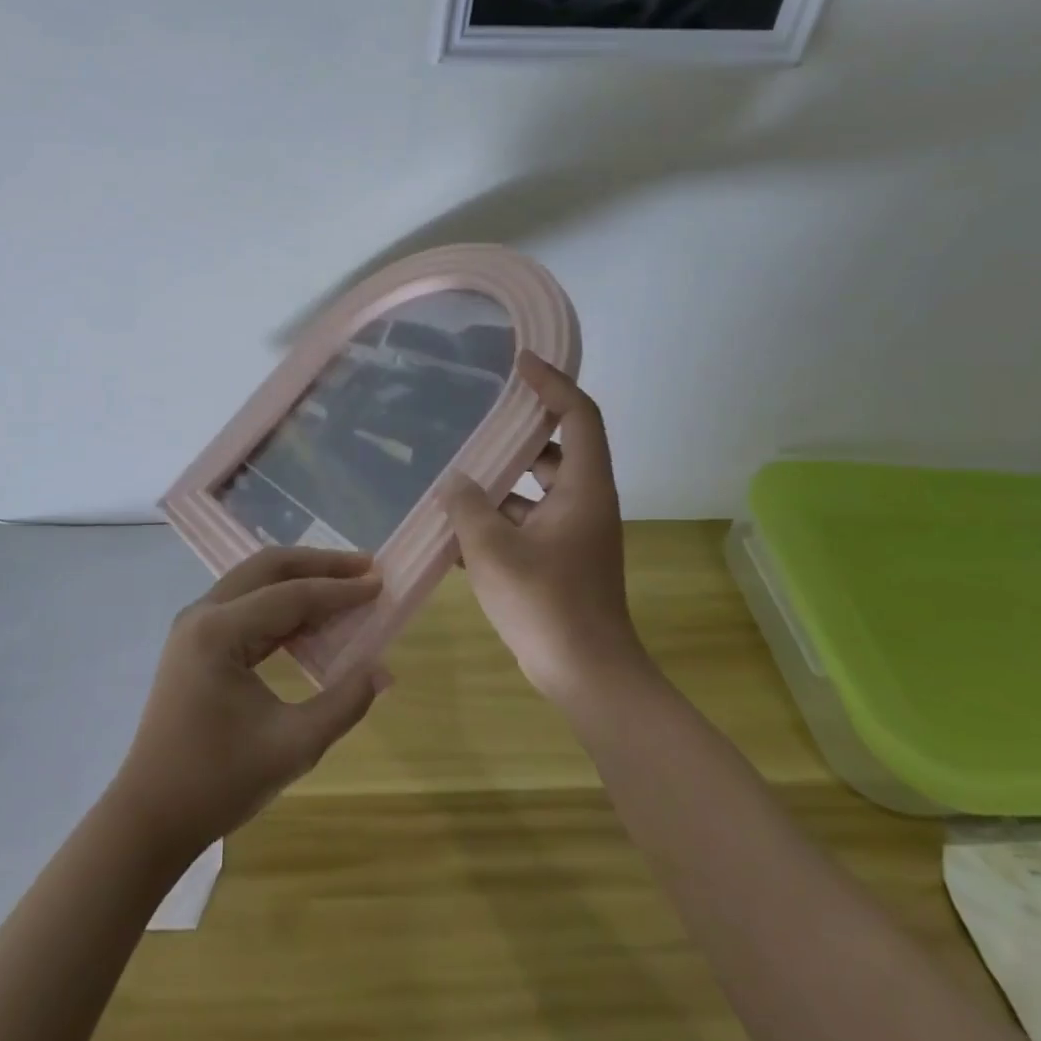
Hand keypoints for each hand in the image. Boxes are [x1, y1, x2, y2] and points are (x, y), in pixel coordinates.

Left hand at [109, 548, 389, 860]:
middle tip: (365, 566)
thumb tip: (382, 669)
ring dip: (300, 579)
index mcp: (219, 631)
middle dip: (319, 564)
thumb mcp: (293, 747)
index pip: (291, 595)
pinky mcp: (196, 641)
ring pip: (255, 580)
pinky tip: (313, 618)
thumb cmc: (218, 782)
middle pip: (268, 567)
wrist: (151, 816)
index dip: (339, 590)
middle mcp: (202, 614)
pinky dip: (282, 604)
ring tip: (345, 584)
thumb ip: (343, 703)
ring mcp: (195, 625)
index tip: (380, 584)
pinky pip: (246, 605)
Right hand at [441, 352, 651, 708]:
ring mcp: (575, 534)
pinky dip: (499, 518)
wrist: (586, 676)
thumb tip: (455, 482)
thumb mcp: (493, 549)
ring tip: (455, 474)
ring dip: (501, 481)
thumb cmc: (545, 604)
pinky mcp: (561, 560)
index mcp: (583, 488)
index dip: (552, 383)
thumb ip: (468, 506)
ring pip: (537, 489)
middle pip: (557, 449)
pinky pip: (528, 522)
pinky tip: (457, 530)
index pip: (578, 415)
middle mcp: (585, 503)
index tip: (519, 364)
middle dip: (518, 432)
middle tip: (478, 418)